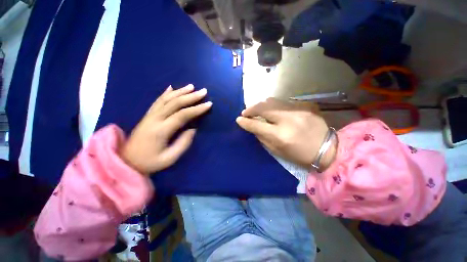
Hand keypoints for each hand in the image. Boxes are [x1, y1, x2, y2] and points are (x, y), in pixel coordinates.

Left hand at [120, 84, 211, 174]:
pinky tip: (171, 88)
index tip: (209, 104)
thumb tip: (193, 129)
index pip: (182, 115)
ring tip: (191, 86)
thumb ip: (183, 144)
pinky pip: (158, 101)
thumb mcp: (169, 158)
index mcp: (161, 130)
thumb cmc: (149, 162)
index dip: (197, 109)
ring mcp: (150, 115)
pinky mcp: (147, 115)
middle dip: (191, 96)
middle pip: (175, 103)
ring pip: (167, 99)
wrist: (126, 161)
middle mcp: (155, 118)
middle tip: (203, 91)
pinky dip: (166, 93)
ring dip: (180, 91)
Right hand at [236, 98, 335, 169]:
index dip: (245, 121)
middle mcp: (287, 120)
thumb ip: (262, 138)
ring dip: (261, 105)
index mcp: (280, 135)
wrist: (327, 150)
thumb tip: (253, 127)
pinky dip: (273, 106)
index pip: (257, 125)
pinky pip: (282, 103)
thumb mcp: (277, 151)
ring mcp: (297, 110)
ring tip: (257, 110)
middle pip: (263, 107)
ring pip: (272, 101)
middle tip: (246, 113)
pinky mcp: (303, 106)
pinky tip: (272, 111)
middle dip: (251, 109)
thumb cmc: (299, 155)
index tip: (238, 119)